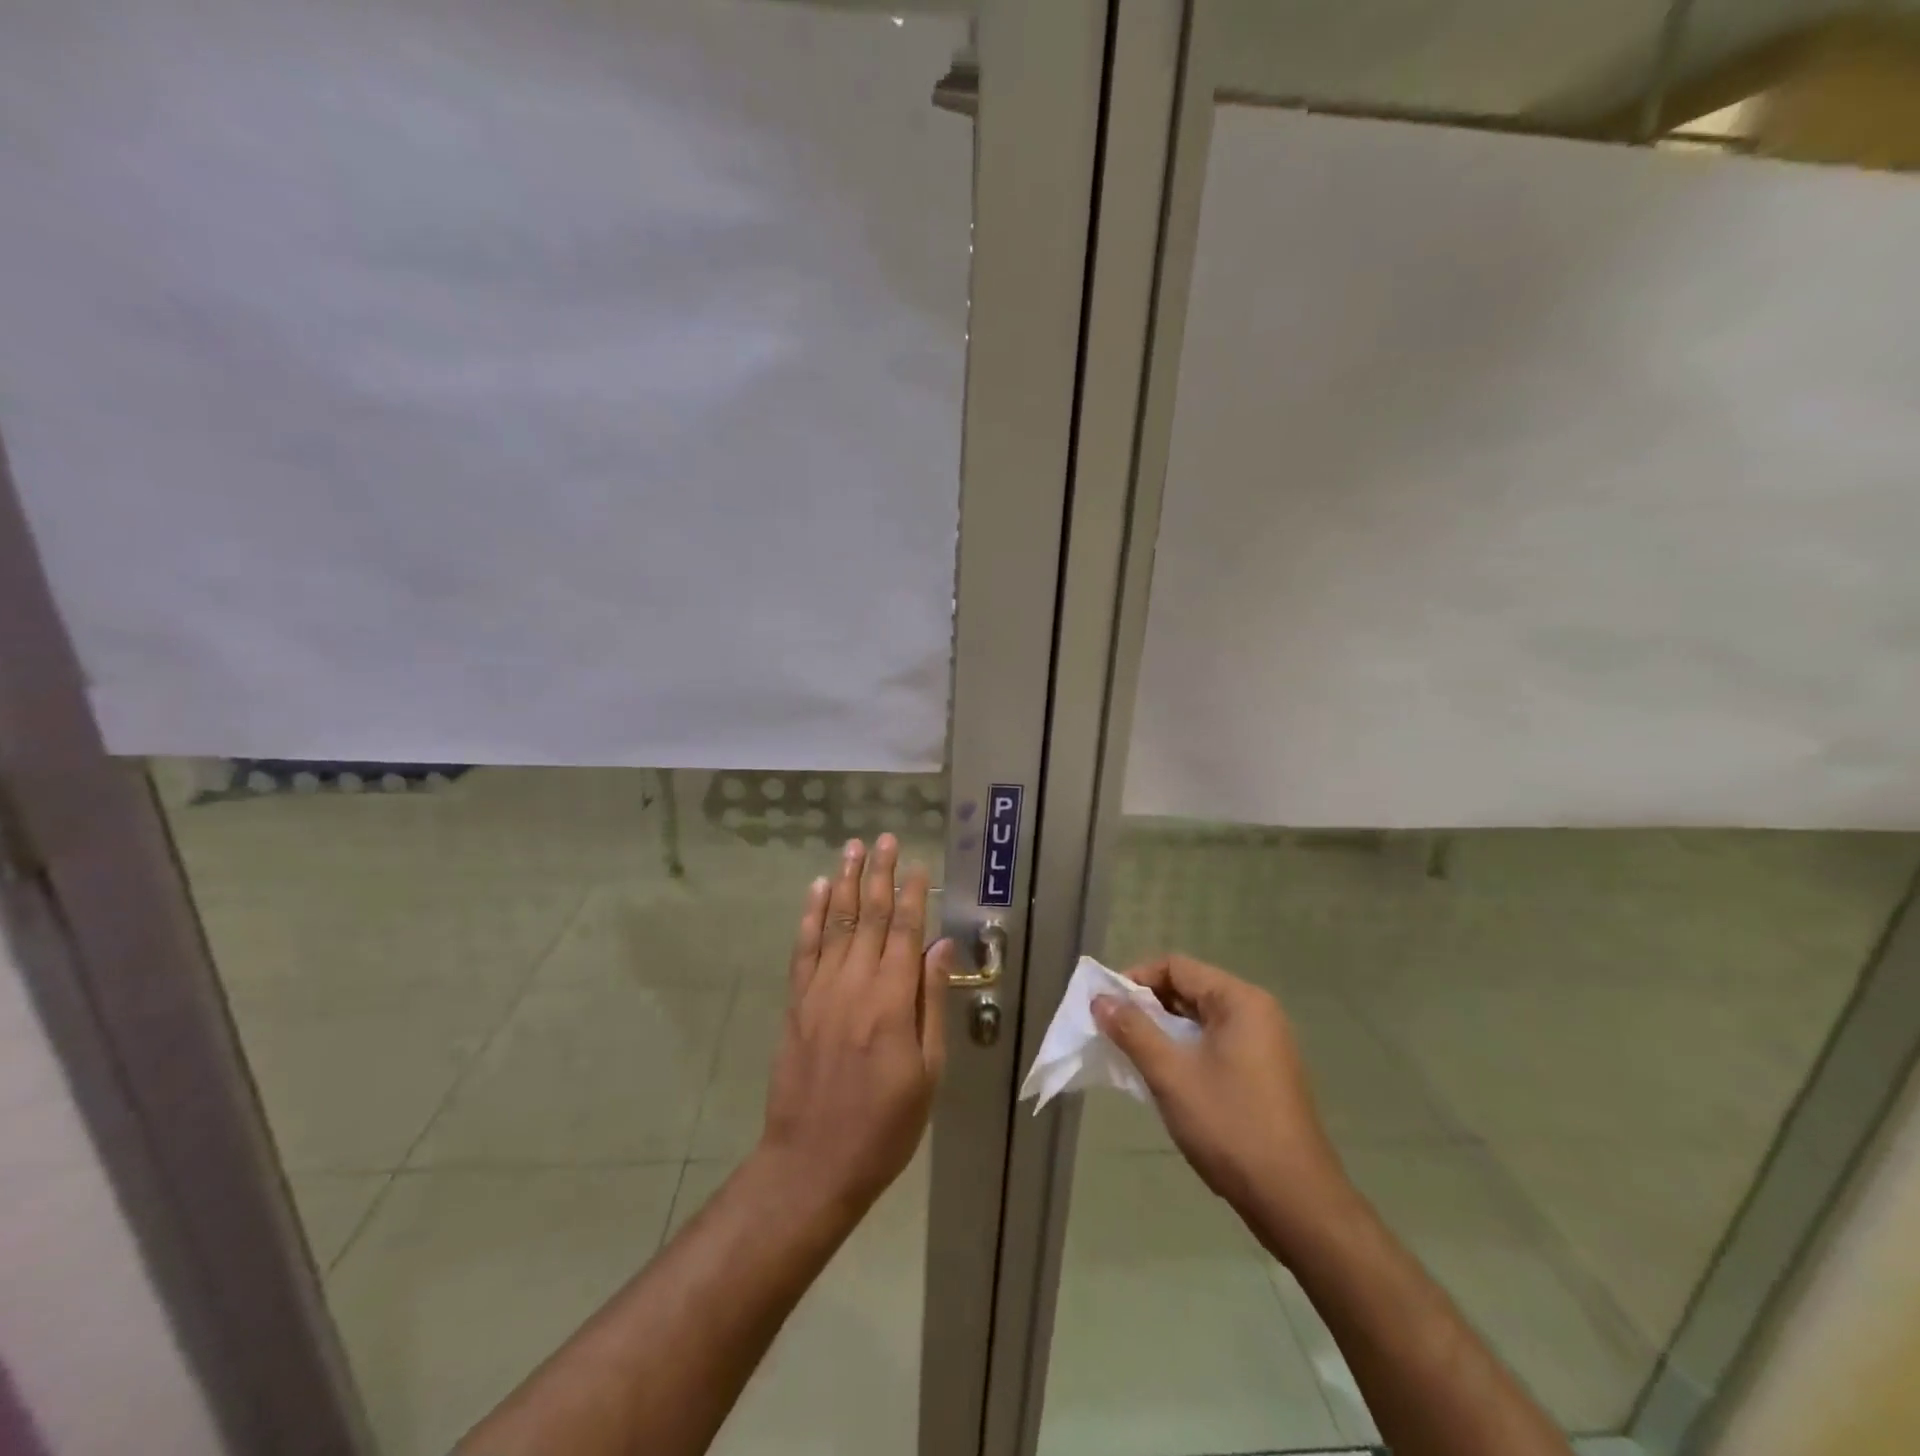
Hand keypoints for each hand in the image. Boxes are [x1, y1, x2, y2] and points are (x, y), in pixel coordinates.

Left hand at [758, 835, 951, 1221]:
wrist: (812, 1163)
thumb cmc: (884, 1126)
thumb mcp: (926, 1073)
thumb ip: (931, 1004)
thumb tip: (942, 948)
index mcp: (891, 1001)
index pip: (905, 932)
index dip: (913, 894)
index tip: (918, 863)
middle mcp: (854, 984)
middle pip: (869, 916)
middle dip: (879, 874)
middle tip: (884, 838)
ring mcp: (820, 991)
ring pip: (835, 922)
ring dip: (845, 882)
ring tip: (852, 848)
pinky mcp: (796, 1003)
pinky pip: (804, 948)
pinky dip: (810, 915)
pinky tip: (817, 890)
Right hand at [1091, 954, 1352, 1254]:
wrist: (1295, 1201)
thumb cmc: (1230, 1127)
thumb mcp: (1171, 1075)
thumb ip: (1133, 1030)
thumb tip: (1101, 999)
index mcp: (1239, 1001)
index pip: (1176, 967)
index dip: (1136, 980)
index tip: (1106, 1007)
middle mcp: (1256, 1012)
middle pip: (1189, 989)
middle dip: (1148, 1007)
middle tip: (1115, 1033)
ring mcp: (1265, 1044)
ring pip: (1200, 1019)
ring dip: (1165, 1031)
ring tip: (1135, 1057)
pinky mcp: (1265, 1073)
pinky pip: (1216, 1044)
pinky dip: (1187, 1051)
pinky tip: (1168, 1079)